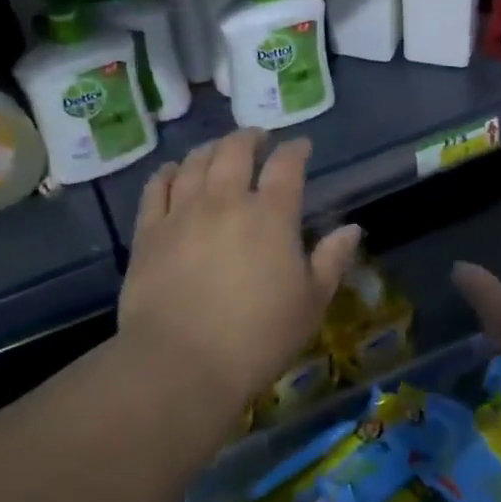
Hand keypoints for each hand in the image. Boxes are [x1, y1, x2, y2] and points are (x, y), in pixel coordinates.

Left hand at [118, 129, 361, 411]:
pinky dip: (169, 173)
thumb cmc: (257, 337)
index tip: (300, 146)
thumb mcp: (311, 303)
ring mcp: (182, 213)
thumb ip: (331, 260)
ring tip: (218, 151)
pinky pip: (157, 187)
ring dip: (211, 149)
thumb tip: (352, 229)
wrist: (181, 363)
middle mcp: (225, 201)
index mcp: (270, 215)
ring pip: (195, 163)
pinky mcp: (149, 232)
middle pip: (235, 151)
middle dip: (249, 138)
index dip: (295, 150)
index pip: (286, 166)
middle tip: (257, 139)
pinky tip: (174, 171)